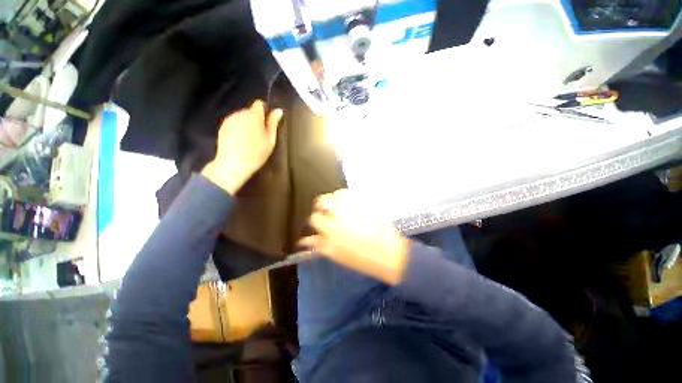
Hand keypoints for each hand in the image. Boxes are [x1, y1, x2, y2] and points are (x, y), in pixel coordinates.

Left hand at [202, 100, 282, 194]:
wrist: (233, 164)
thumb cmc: (256, 153)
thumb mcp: (270, 139)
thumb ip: (273, 123)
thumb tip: (279, 110)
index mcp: (253, 115)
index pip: (259, 104)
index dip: (265, 111)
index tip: (268, 123)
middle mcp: (240, 113)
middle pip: (250, 112)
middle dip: (256, 120)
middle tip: (261, 136)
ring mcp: (229, 120)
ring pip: (241, 118)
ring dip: (247, 125)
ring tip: (250, 140)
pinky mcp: (222, 127)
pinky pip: (234, 124)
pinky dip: (238, 129)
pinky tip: (240, 142)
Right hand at [299, 190, 409, 284]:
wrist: (389, 253)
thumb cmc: (362, 259)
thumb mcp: (337, 255)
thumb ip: (320, 245)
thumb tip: (304, 240)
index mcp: (333, 230)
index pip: (315, 218)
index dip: (315, 219)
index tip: (318, 221)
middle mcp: (342, 214)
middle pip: (323, 201)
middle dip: (321, 205)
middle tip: (325, 211)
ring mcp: (355, 206)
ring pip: (337, 194)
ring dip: (333, 198)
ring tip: (337, 205)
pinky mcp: (366, 202)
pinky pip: (351, 193)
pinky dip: (346, 196)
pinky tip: (348, 202)